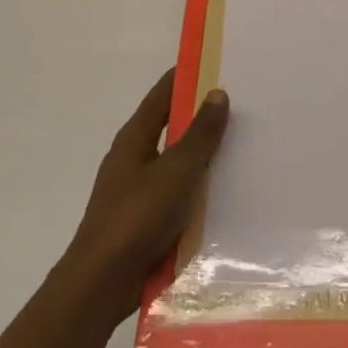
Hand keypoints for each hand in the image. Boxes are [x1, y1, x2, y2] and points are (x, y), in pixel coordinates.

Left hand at [60, 69, 229, 321]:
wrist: (101, 284)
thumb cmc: (136, 218)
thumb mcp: (175, 171)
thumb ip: (199, 135)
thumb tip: (218, 92)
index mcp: (134, 138)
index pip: (162, 94)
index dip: (186, 76)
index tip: (217, 63)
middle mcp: (134, 158)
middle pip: (172, 127)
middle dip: (203, 116)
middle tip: (244, 104)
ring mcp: (139, 190)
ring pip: (178, 163)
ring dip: (205, 155)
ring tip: (245, 146)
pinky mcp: (146, 220)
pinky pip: (179, 194)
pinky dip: (200, 188)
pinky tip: (228, 193)